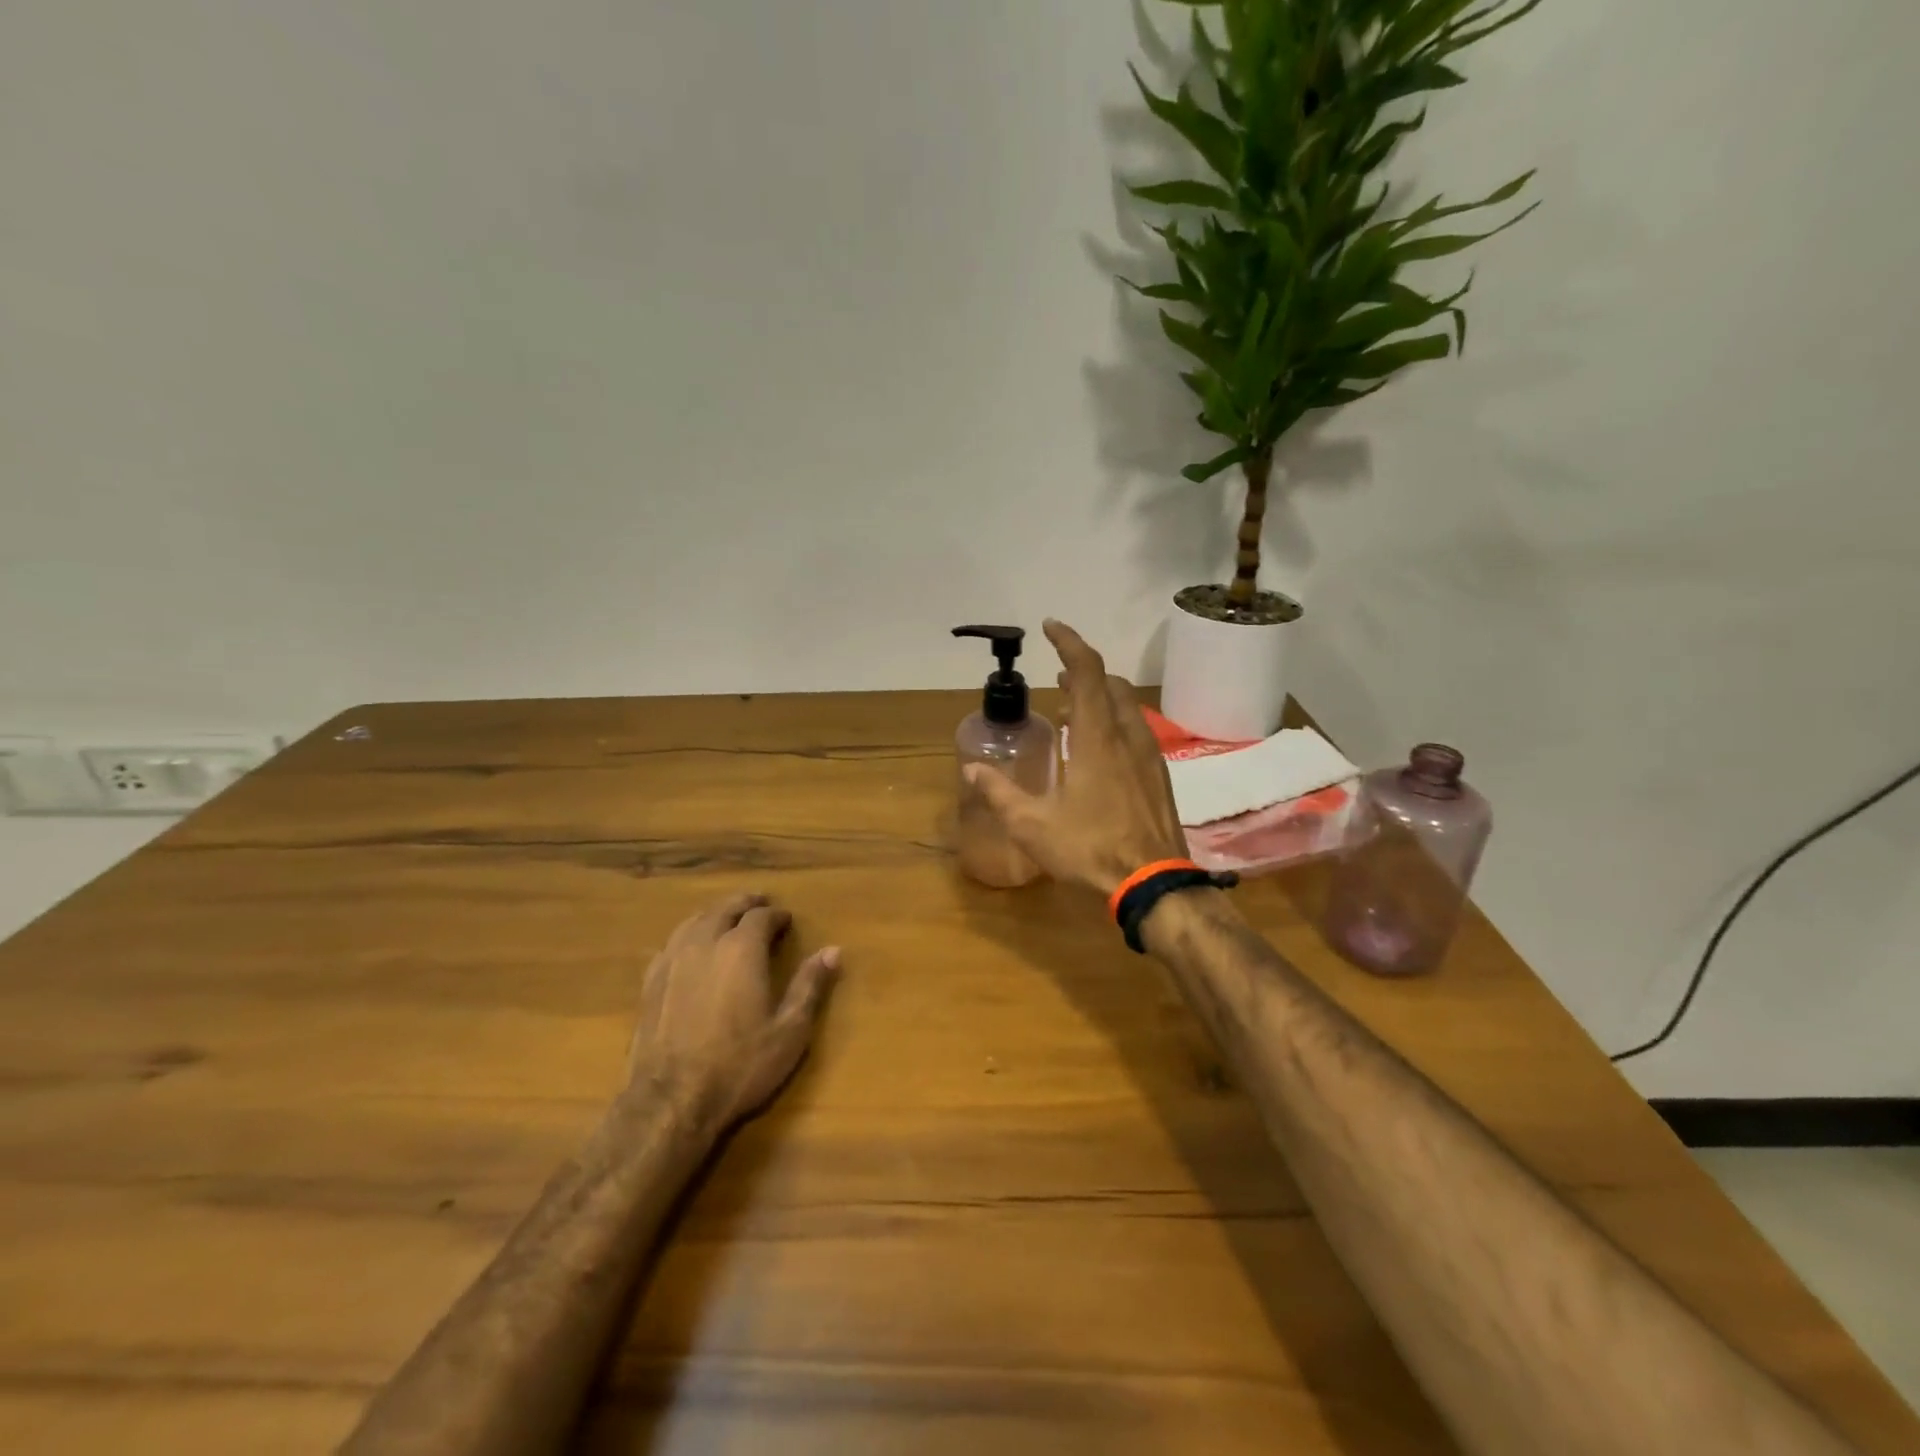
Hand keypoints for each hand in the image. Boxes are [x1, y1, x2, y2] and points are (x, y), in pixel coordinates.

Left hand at [627, 892, 840, 1133]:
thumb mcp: (790, 1030)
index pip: (761, 916)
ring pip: (695, 920)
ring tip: (727, 918)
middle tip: (760, 905)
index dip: (777, 915)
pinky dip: (689, 935)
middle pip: (725, 908)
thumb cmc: (739, 1065)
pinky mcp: (650, 982)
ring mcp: (672, 960)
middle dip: (745, 904)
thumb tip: (833, 950)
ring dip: (715, 914)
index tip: (787, 920)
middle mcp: (705, 942)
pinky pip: (672, 943)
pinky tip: (691, 947)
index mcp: (742, 948)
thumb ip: (810, 986)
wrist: (670, 1102)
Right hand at [963, 618, 1186, 897]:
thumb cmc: (1091, 848)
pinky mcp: (1159, 776)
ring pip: (1127, 707)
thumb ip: (999, 793)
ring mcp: (1149, 756)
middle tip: (1057, 675)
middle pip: (1110, 683)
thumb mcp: (1033, 825)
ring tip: (1071, 711)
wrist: (1156, 883)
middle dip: (1083, 671)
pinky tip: (1097, 751)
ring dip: (1099, 697)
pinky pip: (1135, 731)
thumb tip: (972, 768)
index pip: (1087, 671)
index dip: (1069, 642)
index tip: (1050, 626)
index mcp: (1098, 738)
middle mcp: (1127, 736)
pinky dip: (1113, 722)